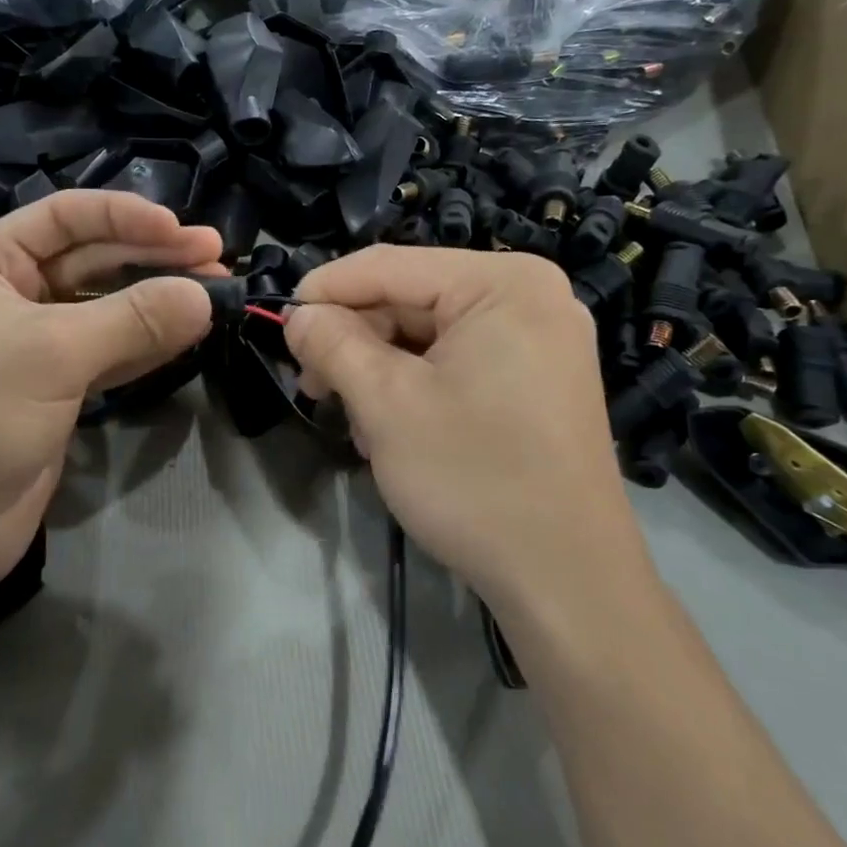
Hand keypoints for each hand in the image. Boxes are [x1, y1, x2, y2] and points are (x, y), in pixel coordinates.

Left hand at [0, 191, 221, 594]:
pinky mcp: (56, 388)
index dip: (125, 216)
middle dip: (152, 257)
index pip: (64, 216)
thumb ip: (133, 318)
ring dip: (158, 300)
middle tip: (216, 257)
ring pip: (106, 307)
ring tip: (216, 291)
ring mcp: (33, 344)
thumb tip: (205, 295)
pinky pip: (110, 350)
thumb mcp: (52, 353)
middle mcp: (6, 294)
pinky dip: (148, 341)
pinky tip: (188, 332)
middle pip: (91, 259)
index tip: (182, 230)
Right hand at [284, 246, 649, 613]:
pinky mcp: (538, 379)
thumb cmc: (474, 479)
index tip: (279, 325)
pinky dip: (416, 385)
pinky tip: (392, 429)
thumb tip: (298, 316)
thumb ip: (333, 344)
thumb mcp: (386, 404)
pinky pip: (459, 360)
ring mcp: (540, 339)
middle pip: (411, 298)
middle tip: (312, 386)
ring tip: (357, 423)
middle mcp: (530, 296)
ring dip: (380, 370)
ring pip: (430, 333)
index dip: (324, 290)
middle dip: (355, 340)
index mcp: (504, 283)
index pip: (389, 265)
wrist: (567, 581)